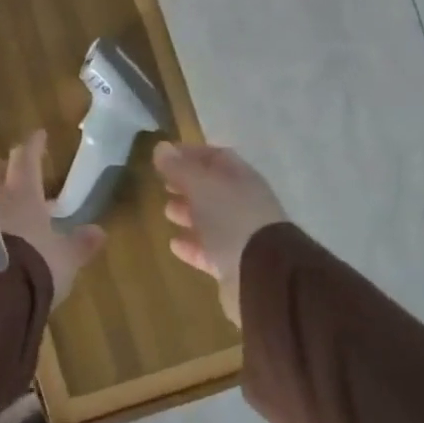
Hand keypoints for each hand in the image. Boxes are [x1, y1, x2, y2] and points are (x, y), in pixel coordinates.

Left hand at [0, 131, 105, 304]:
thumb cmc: (34, 267)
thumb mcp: (65, 260)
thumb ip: (80, 244)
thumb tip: (99, 231)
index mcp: (22, 194)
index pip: (26, 159)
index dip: (34, 146)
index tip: (39, 135)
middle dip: (6, 171)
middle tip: (17, 175)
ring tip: (1, 212)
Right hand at [155, 143, 288, 324]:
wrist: (262, 275)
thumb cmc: (231, 219)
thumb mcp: (202, 186)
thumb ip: (180, 167)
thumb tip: (161, 147)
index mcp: (242, 179)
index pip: (216, 157)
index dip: (191, 153)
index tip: (164, 156)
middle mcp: (244, 204)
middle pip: (213, 189)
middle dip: (188, 184)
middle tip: (163, 185)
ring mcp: (241, 236)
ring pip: (211, 219)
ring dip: (188, 213)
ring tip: (167, 212)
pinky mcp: (233, 264)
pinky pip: (209, 250)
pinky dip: (191, 245)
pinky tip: (174, 245)